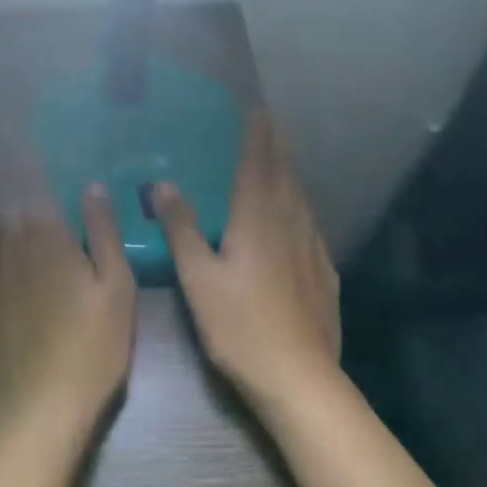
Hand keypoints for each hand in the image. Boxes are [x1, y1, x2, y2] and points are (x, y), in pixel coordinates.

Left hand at [0, 181, 136, 436]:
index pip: (32, 184)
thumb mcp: (117, 288)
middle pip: (2, 196)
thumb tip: (91, 187)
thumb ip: (102, 233)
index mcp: (48, 238)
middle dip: (0, 167)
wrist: (39, 406)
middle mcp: (10, 245)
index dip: (24, 158)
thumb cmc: (92, 347)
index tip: (17, 132)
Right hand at [152, 112, 340, 409]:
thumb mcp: (198, 277)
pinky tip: (296, 221)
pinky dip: (299, 209)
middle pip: (285, 176)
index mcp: (258, 220)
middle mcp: (290, 225)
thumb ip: (181, 228)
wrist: (299, 378)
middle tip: (269, 127)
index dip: (258, 136)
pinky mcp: (324, 275)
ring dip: (289, 176)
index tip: (258, 109)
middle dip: (276, 149)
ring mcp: (312, 250)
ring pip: (301, 201)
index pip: (259, 164)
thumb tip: (163, 184)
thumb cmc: (240, 325)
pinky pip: (310, 227)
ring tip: (279, 165)